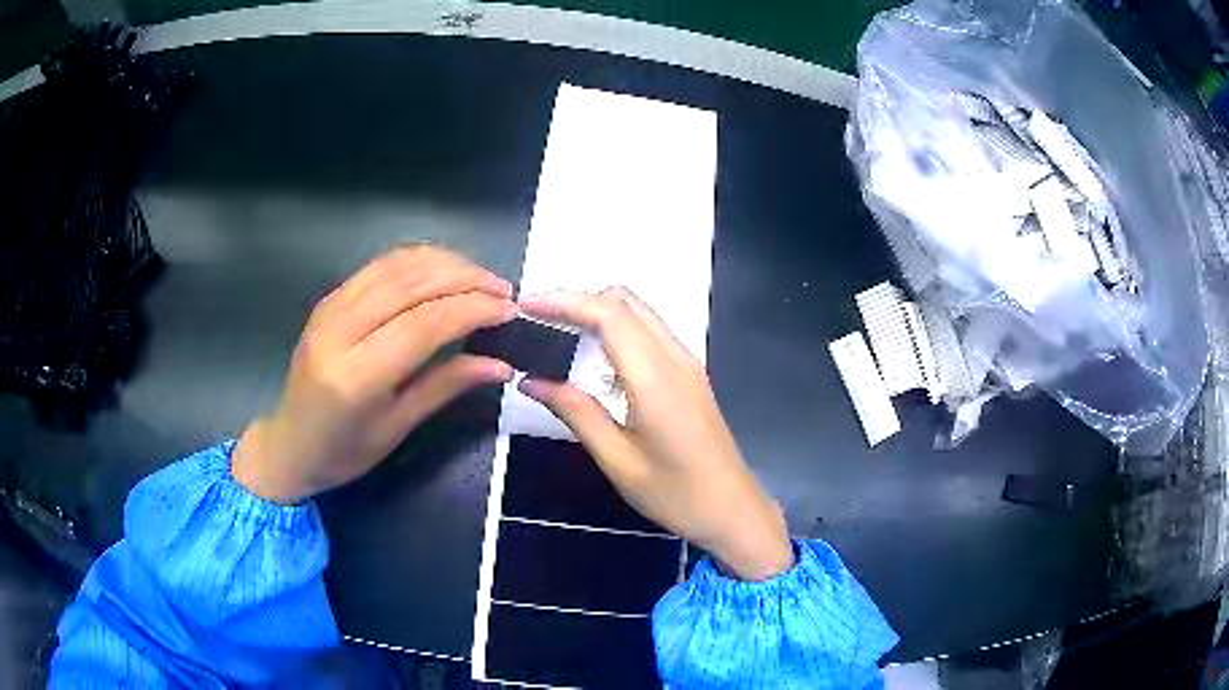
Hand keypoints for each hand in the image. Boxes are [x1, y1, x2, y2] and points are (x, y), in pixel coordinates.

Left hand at [232, 246, 516, 503]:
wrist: (288, 443)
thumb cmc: (343, 452)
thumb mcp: (397, 428)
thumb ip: (445, 386)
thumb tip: (501, 364)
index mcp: (356, 376)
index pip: (425, 323)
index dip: (473, 309)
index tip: (509, 310)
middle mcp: (339, 330)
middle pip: (412, 283)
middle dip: (466, 278)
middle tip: (503, 290)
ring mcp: (330, 307)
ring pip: (397, 265)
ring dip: (446, 263)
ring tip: (480, 280)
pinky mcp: (329, 298)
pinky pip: (380, 266)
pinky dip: (419, 261)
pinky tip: (443, 271)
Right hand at [519, 289, 793, 580]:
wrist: (733, 510)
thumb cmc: (676, 494)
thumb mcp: (618, 460)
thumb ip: (576, 413)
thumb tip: (531, 381)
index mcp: (655, 377)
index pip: (608, 313)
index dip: (564, 301)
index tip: (526, 306)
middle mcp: (675, 357)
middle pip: (625, 301)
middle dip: (578, 299)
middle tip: (539, 318)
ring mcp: (687, 363)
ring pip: (639, 312)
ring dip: (598, 311)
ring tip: (557, 330)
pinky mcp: (690, 374)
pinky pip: (650, 332)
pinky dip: (617, 328)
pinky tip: (594, 355)